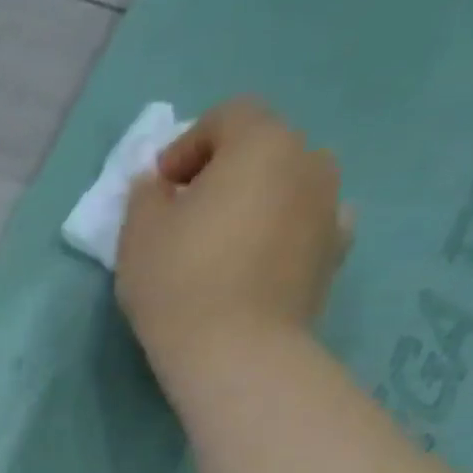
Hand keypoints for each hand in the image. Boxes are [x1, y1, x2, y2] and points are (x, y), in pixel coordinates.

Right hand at [117, 97, 347, 368]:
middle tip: (190, 218)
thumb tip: (159, 185)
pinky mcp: (333, 259)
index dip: (187, 147)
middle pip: (263, 151)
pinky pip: (305, 232)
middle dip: (225, 176)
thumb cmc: (180, 284)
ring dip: (257, 206)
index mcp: (262, 142)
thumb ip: (146, 195)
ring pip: (287, 191)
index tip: (160, 190)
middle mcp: (308, 162)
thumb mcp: (139, 235)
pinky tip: (257, 268)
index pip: (226, 117)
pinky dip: (282, 239)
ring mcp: (329, 210)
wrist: (236, 354)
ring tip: (224, 248)